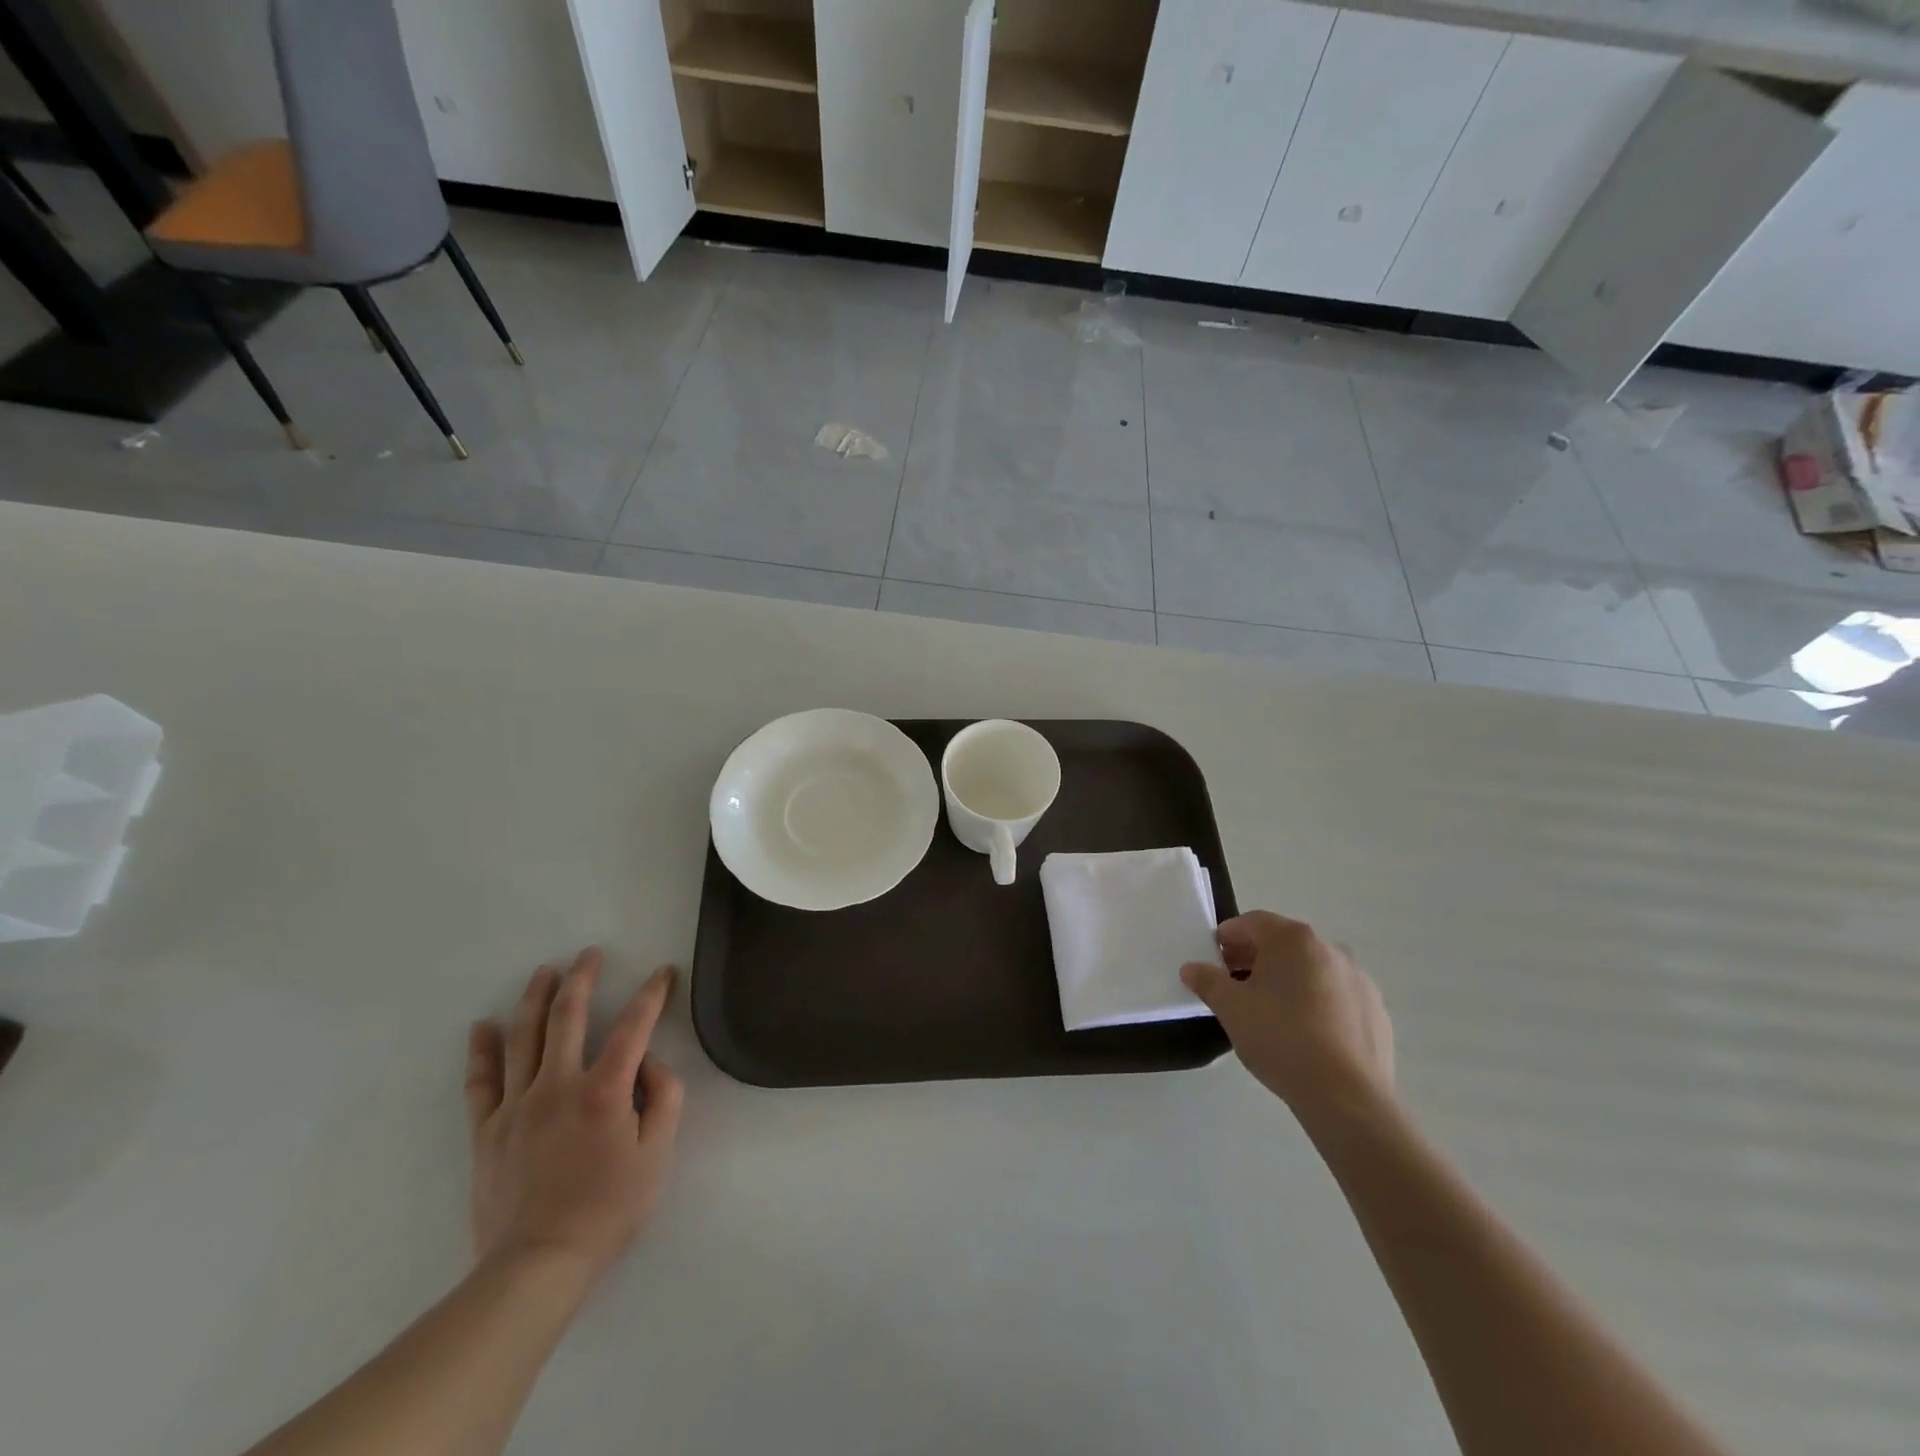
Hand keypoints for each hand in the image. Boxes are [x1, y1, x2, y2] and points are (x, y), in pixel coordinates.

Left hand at [465, 950, 684, 1283]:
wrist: (537, 1265)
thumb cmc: (609, 1209)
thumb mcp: (658, 1154)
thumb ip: (663, 1098)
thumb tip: (648, 1063)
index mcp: (604, 1090)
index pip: (634, 1026)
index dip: (652, 994)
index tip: (663, 972)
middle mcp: (558, 1085)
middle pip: (568, 1016)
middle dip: (582, 978)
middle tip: (589, 954)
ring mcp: (517, 1105)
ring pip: (523, 1037)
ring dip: (535, 998)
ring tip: (545, 972)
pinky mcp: (487, 1130)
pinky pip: (481, 1082)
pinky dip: (482, 1051)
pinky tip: (484, 1026)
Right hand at [1181, 912, 1393, 1121]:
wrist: (1346, 1095)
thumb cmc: (1280, 1038)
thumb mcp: (1230, 1008)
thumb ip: (1208, 981)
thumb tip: (1191, 968)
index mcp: (1293, 939)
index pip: (1253, 922)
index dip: (1229, 936)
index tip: (1214, 958)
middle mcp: (1330, 949)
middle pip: (1284, 944)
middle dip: (1255, 958)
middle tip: (1234, 984)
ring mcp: (1359, 980)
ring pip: (1312, 969)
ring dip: (1287, 979)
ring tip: (1269, 1011)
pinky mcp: (1376, 1011)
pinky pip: (1336, 996)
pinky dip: (1316, 1002)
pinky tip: (1304, 1033)